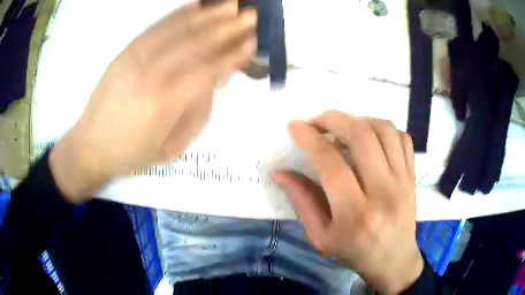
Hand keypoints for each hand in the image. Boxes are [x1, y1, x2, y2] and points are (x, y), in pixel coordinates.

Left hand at [49, 0, 256, 202]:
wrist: (91, 146)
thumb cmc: (132, 154)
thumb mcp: (172, 147)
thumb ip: (198, 112)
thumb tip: (217, 79)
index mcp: (166, 102)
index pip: (209, 69)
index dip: (233, 54)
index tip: (253, 41)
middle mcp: (152, 74)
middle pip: (197, 43)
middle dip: (228, 27)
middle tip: (251, 16)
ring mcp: (136, 58)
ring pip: (178, 30)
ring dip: (208, 15)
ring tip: (231, 4)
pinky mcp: (125, 52)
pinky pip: (155, 28)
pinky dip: (177, 14)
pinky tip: (195, 5)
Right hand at [274, 111, 423, 293]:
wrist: (393, 260)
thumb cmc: (354, 253)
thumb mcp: (320, 237)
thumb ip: (302, 202)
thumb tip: (281, 172)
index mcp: (355, 215)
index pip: (332, 164)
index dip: (310, 139)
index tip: (296, 126)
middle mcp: (384, 192)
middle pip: (362, 137)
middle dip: (334, 119)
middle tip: (317, 122)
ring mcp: (403, 181)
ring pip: (384, 130)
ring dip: (359, 120)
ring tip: (343, 128)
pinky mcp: (413, 176)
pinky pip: (401, 138)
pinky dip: (383, 128)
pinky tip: (370, 137)